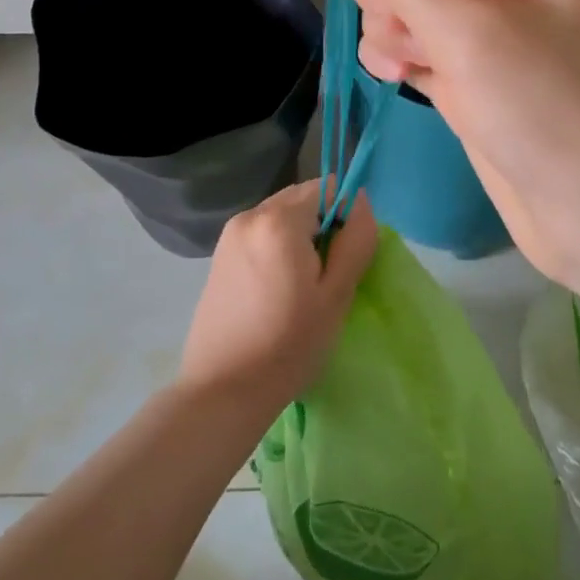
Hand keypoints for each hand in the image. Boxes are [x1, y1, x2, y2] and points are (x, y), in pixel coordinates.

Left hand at [179, 180, 377, 413]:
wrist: (223, 390)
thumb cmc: (289, 344)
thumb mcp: (336, 294)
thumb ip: (355, 240)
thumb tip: (360, 202)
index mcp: (278, 220)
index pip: (328, 188)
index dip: (345, 217)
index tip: (344, 259)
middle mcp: (249, 215)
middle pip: (302, 199)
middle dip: (321, 226)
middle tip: (325, 277)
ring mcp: (229, 235)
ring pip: (281, 218)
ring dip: (300, 239)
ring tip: (300, 289)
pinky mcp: (219, 257)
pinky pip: (261, 235)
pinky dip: (277, 250)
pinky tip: (276, 292)